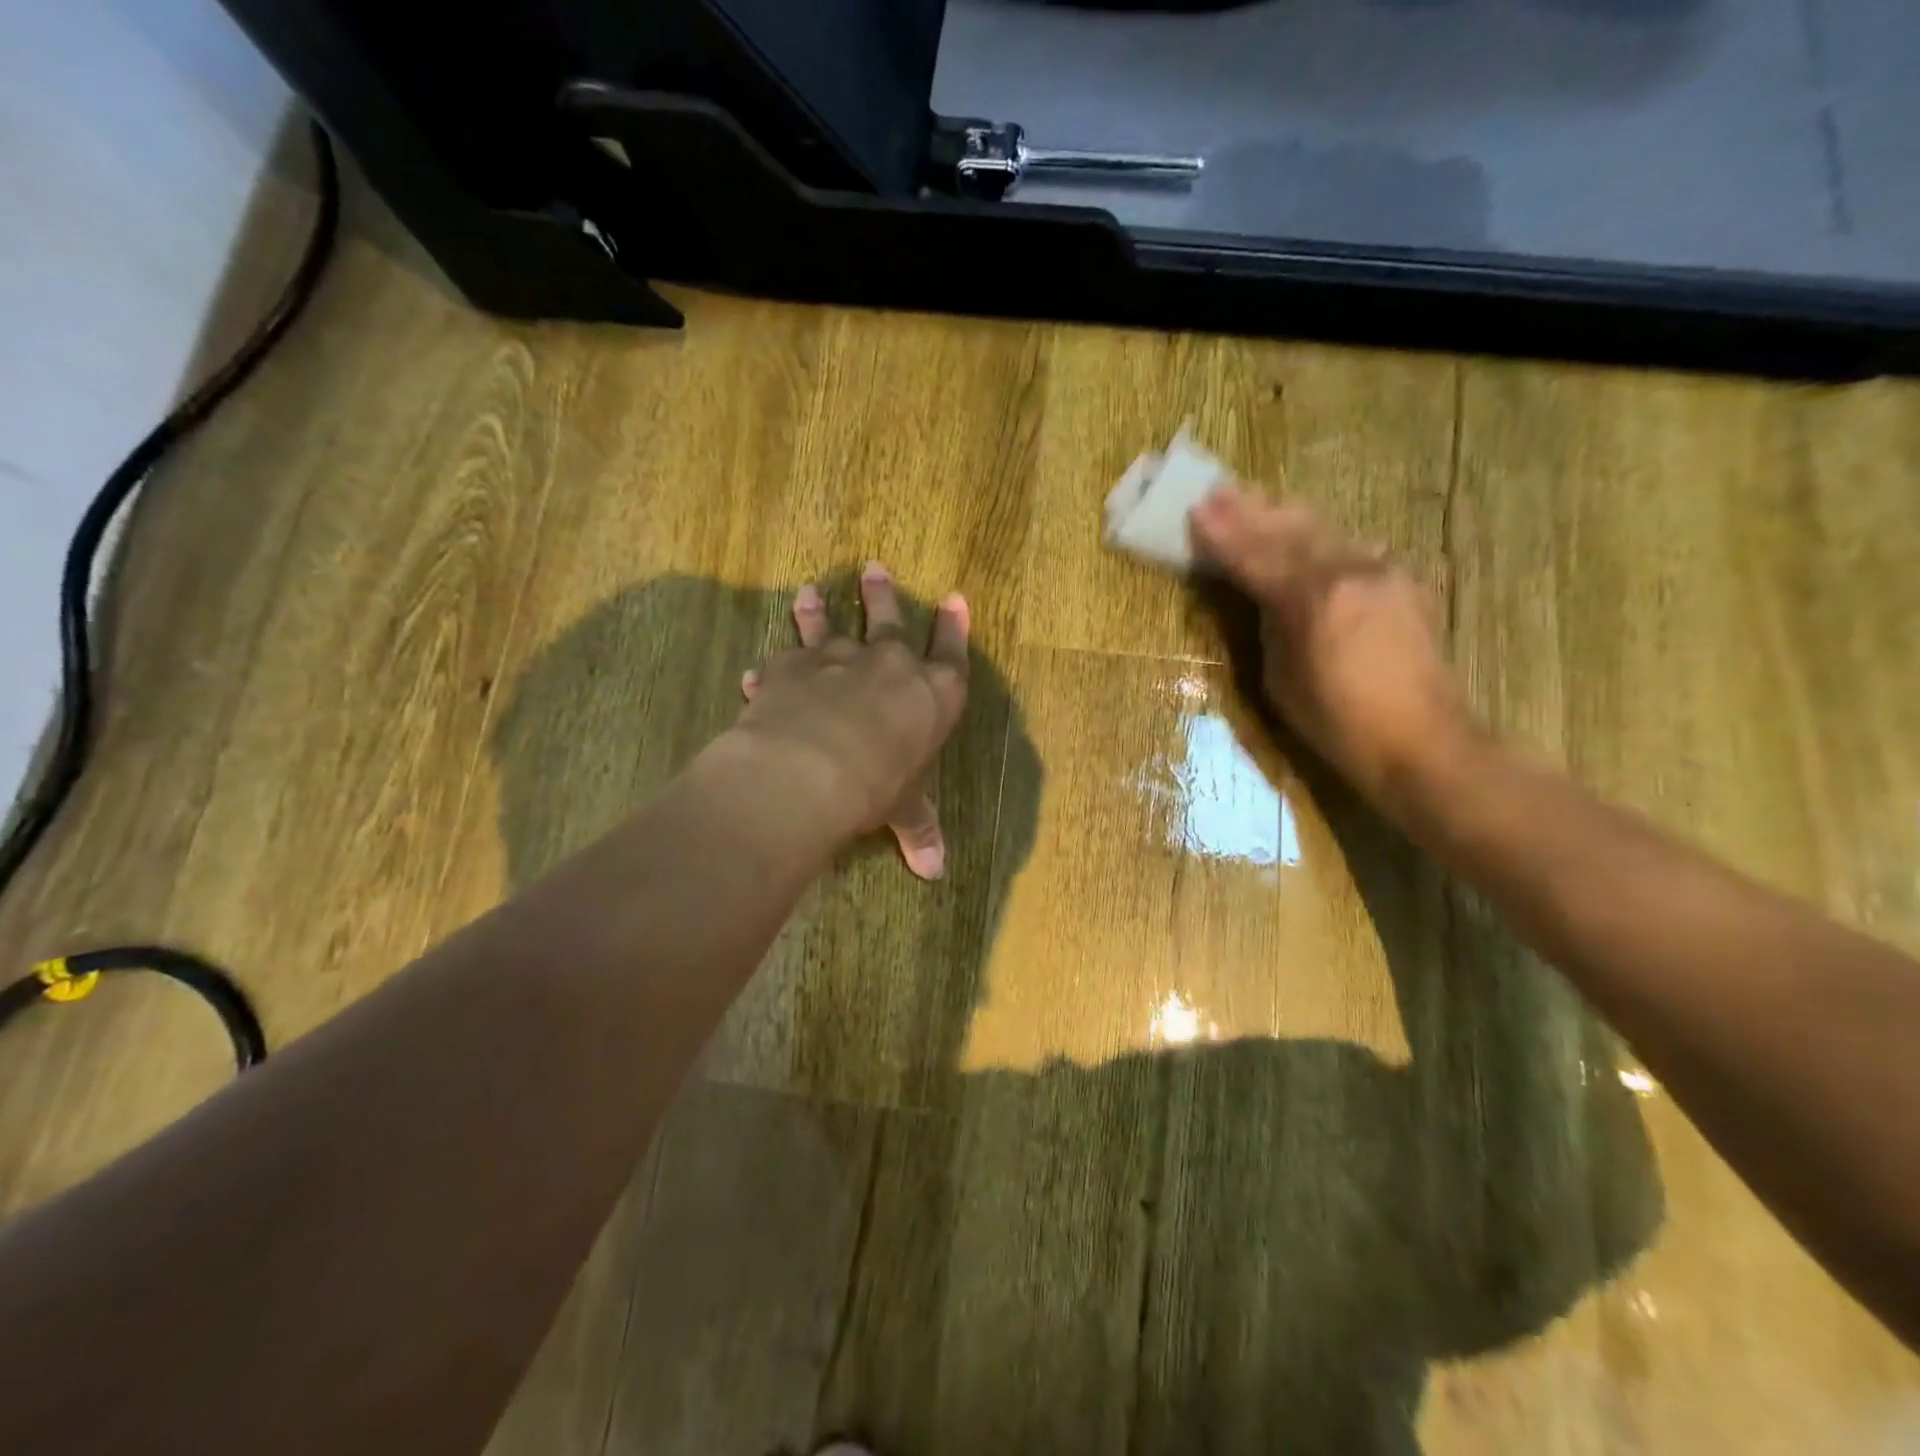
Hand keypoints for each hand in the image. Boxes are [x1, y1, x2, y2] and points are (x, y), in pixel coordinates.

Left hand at [736, 563, 969, 879]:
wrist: (814, 769)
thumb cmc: (878, 786)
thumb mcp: (904, 810)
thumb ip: (919, 831)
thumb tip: (936, 873)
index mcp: (931, 694)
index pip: (951, 654)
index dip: (955, 628)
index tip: (956, 599)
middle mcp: (888, 665)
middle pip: (889, 620)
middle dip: (882, 595)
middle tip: (874, 568)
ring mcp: (838, 659)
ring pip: (829, 625)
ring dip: (819, 610)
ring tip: (808, 591)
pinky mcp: (792, 668)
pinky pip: (782, 661)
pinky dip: (771, 667)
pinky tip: (757, 671)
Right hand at [1188, 488, 1479, 811]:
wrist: (1425, 742)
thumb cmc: (1339, 725)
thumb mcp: (1281, 681)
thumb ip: (1271, 628)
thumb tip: (1267, 599)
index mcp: (1313, 600)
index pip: (1256, 556)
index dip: (1223, 535)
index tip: (1196, 509)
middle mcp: (1351, 571)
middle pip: (1292, 530)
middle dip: (1251, 511)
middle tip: (1218, 491)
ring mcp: (1383, 571)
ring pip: (1325, 531)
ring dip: (1285, 516)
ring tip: (1255, 500)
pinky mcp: (1405, 582)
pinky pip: (1352, 547)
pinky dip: (1320, 538)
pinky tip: (1307, 533)